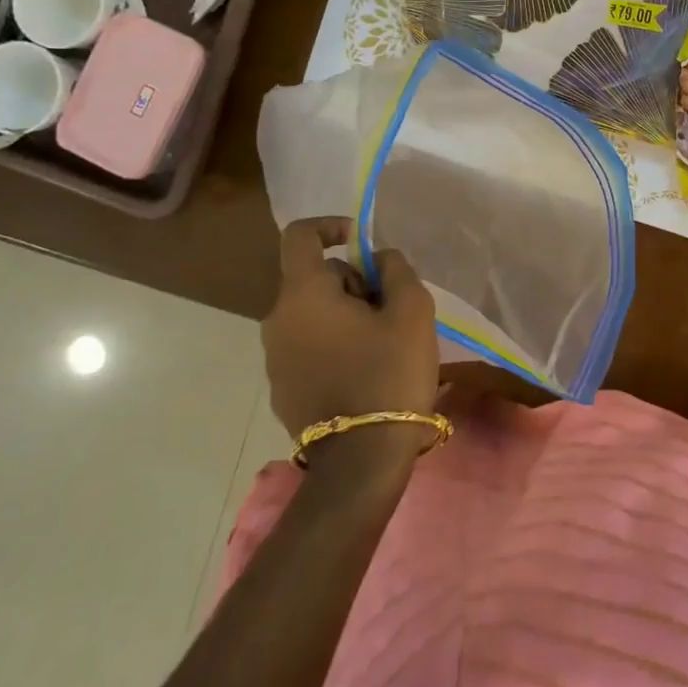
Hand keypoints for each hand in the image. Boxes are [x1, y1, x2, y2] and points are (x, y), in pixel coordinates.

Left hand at [263, 218, 439, 442]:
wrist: (362, 460)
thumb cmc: (389, 374)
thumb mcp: (412, 311)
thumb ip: (396, 270)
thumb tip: (379, 257)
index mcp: (303, 295)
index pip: (300, 236)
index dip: (331, 226)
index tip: (361, 242)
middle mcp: (277, 320)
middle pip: (315, 279)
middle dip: (354, 283)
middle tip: (391, 311)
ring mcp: (274, 359)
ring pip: (313, 315)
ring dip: (346, 316)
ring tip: (384, 345)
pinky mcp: (281, 389)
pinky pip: (308, 347)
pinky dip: (334, 345)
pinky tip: (365, 373)